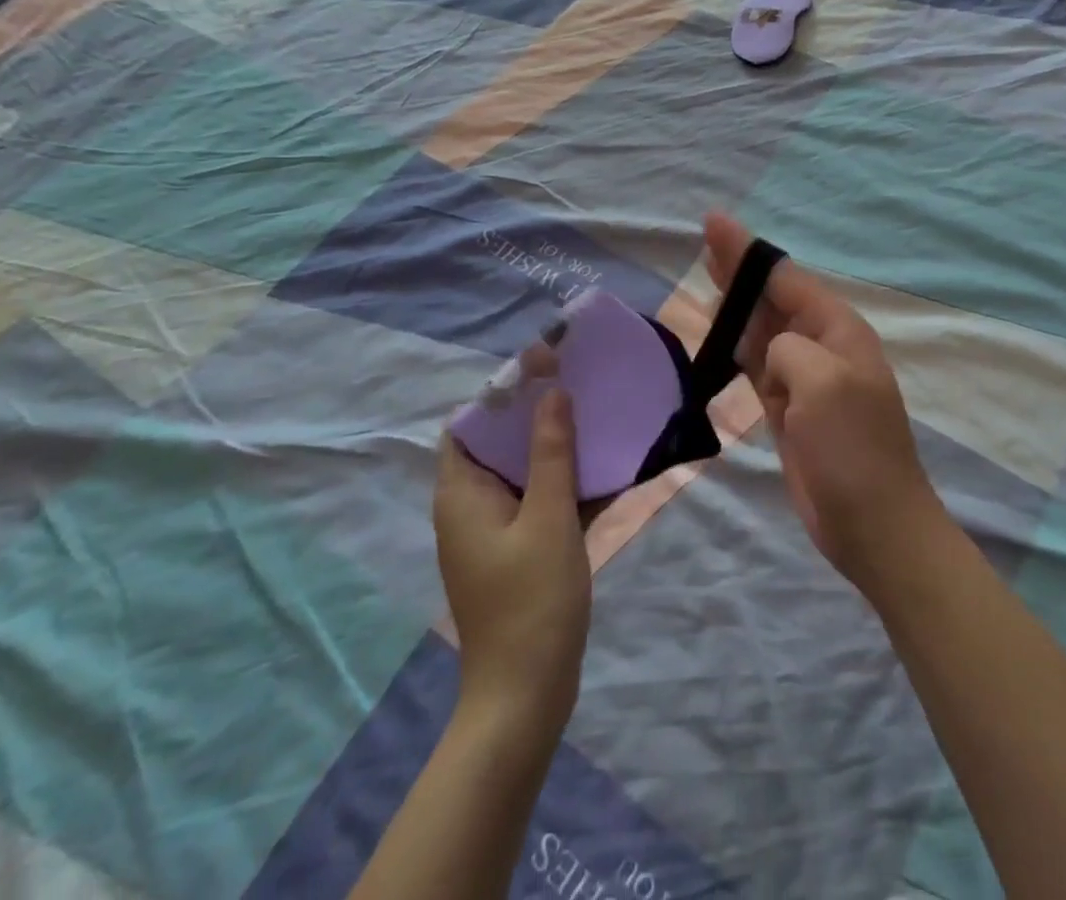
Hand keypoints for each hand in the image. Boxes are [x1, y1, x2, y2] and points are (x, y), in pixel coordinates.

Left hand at [434, 389, 590, 744]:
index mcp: (462, 494)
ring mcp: (494, 532)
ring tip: (595, 414)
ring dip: (556, 447)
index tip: (543, 368)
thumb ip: (551, 452)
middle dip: (536, 413)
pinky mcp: (518, 552)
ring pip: (523, 472)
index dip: (501, 392)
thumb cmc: (531, 601)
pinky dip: (564, 483)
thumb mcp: (547, 518)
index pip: (469, 424)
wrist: (526, 697)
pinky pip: (539, 502)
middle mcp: (470, 506)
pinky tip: (604, 468)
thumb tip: (553, 392)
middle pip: (498, 444)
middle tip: (578, 383)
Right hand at [702, 212, 946, 590]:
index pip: (786, 278)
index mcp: (837, 331)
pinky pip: (756, 364)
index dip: (748, 251)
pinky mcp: (788, 409)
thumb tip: (770, 355)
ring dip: (736, 302)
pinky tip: (720, 334)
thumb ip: (788, 349)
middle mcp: (821, 346)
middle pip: (771, 297)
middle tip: (707, 238)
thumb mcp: (823, 382)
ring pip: (762, 328)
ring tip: (709, 274)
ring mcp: (804, 379)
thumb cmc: (853, 448)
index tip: (715, 224)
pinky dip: (736, 346)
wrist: (872, 524)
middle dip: (740, 268)